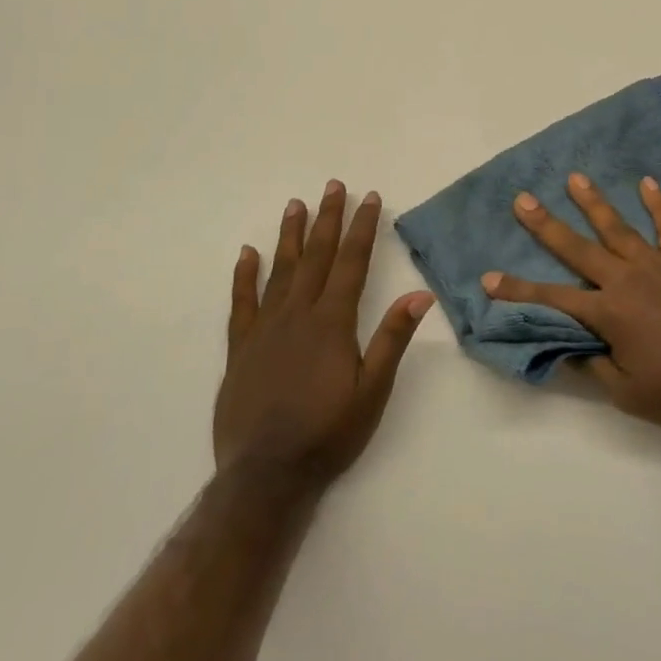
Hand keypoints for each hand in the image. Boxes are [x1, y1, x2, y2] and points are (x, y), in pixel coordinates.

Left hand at [216, 181, 433, 490]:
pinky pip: (241, 302)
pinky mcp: (240, 348)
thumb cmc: (328, 433)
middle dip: (327, 219)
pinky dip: (245, 275)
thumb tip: (419, 294)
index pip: (351, 263)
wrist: (266, 474)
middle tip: (333, 186)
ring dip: (290, 235)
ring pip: (279, 270)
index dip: (361, 228)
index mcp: (332, 322)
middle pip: (315, 256)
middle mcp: (297, 315)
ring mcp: (264, 329)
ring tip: (296, 204)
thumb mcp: (373, 391)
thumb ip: (393, 339)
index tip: (369, 198)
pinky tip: (247, 253)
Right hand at [482, 172, 660, 436]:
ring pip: (619, 227)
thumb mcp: (630, 394)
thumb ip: (595, 366)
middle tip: (523, 200)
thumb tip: (568, 346)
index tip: (488, 277)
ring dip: (595, 203)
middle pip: (578, 248)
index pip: (552, 299)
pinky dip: (659, 204)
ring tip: (575, 178)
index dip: (518, 290)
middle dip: (546, 225)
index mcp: (610, 314)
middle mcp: (628, 280)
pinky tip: (648, 182)